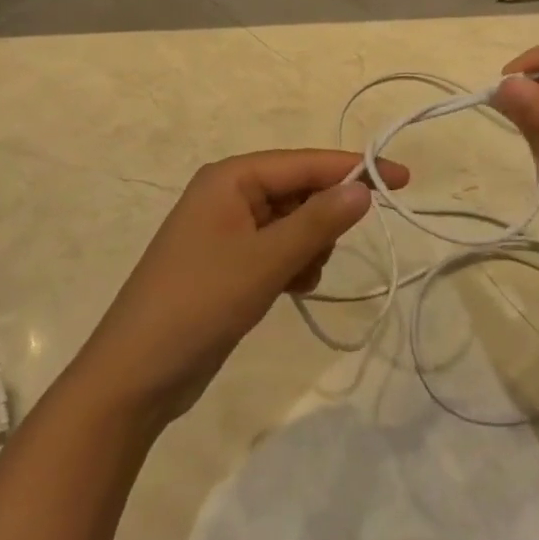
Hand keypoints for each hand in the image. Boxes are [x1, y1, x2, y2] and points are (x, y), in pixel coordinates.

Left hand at [68, 150, 407, 427]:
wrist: (134, 377)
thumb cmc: (198, 304)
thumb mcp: (264, 262)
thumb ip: (317, 222)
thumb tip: (363, 187)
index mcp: (231, 177)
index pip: (305, 162)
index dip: (354, 168)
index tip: (403, 178)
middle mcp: (229, 193)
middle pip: (299, 190)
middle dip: (323, 219)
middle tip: (323, 254)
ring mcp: (227, 229)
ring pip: (292, 222)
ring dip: (308, 246)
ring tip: (297, 279)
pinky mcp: (228, 262)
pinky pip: (277, 248)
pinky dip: (292, 264)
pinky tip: (290, 290)